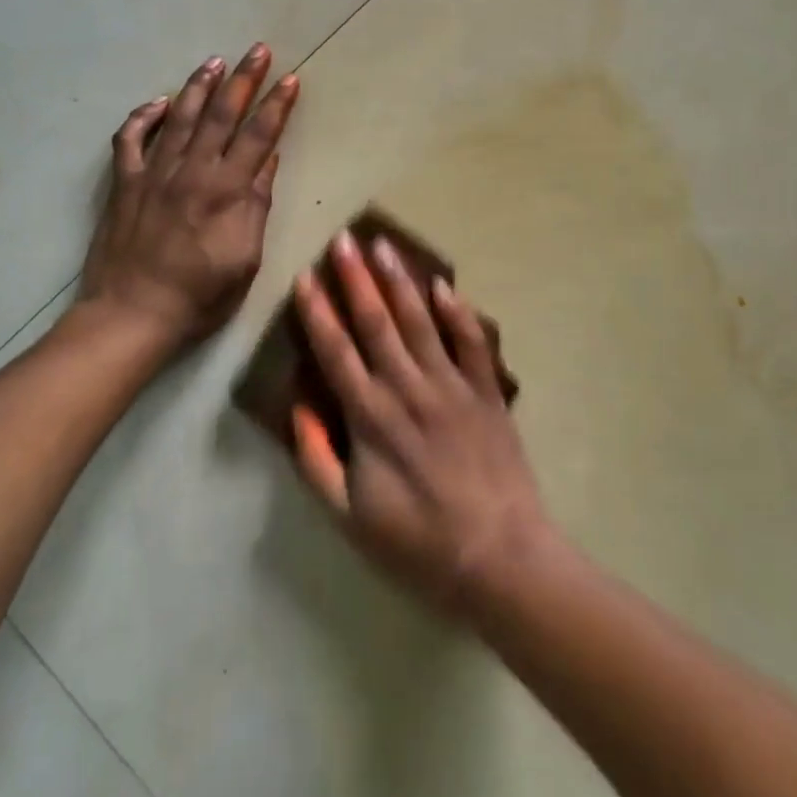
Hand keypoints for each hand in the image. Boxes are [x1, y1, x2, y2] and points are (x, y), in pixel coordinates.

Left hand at [80, 45, 299, 346]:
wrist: (132, 314)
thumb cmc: (199, 296)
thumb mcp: (245, 259)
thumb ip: (256, 206)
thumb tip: (267, 162)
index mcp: (226, 191)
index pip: (258, 136)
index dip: (277, 106)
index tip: (290, 79)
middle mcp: (192, 171)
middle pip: (222, 115)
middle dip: (243, 80)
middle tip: (258, 50)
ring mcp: (154, 173)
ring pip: (180, 117)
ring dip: (199, 86)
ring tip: (214, 61)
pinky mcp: (124, 183)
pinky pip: (130, 139)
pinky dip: (143, 117)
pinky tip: (159, 102)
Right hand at [291, 230, 552, 615]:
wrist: (498, 558)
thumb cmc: (417, 542)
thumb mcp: (349, 517)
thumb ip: (316, 460)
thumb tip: (298, 406)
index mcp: (371, 416)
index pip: (336, 350)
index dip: (317, 311)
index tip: (304, 276)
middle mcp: (408, 387)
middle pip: (375, 322)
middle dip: (355, 278)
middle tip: (342, 238)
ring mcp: (451, 385)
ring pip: (419, 320)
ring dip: (399, 281)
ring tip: (383, 246)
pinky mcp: (486, 392)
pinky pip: (470, 342)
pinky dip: (457, 312)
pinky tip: (443, 285)